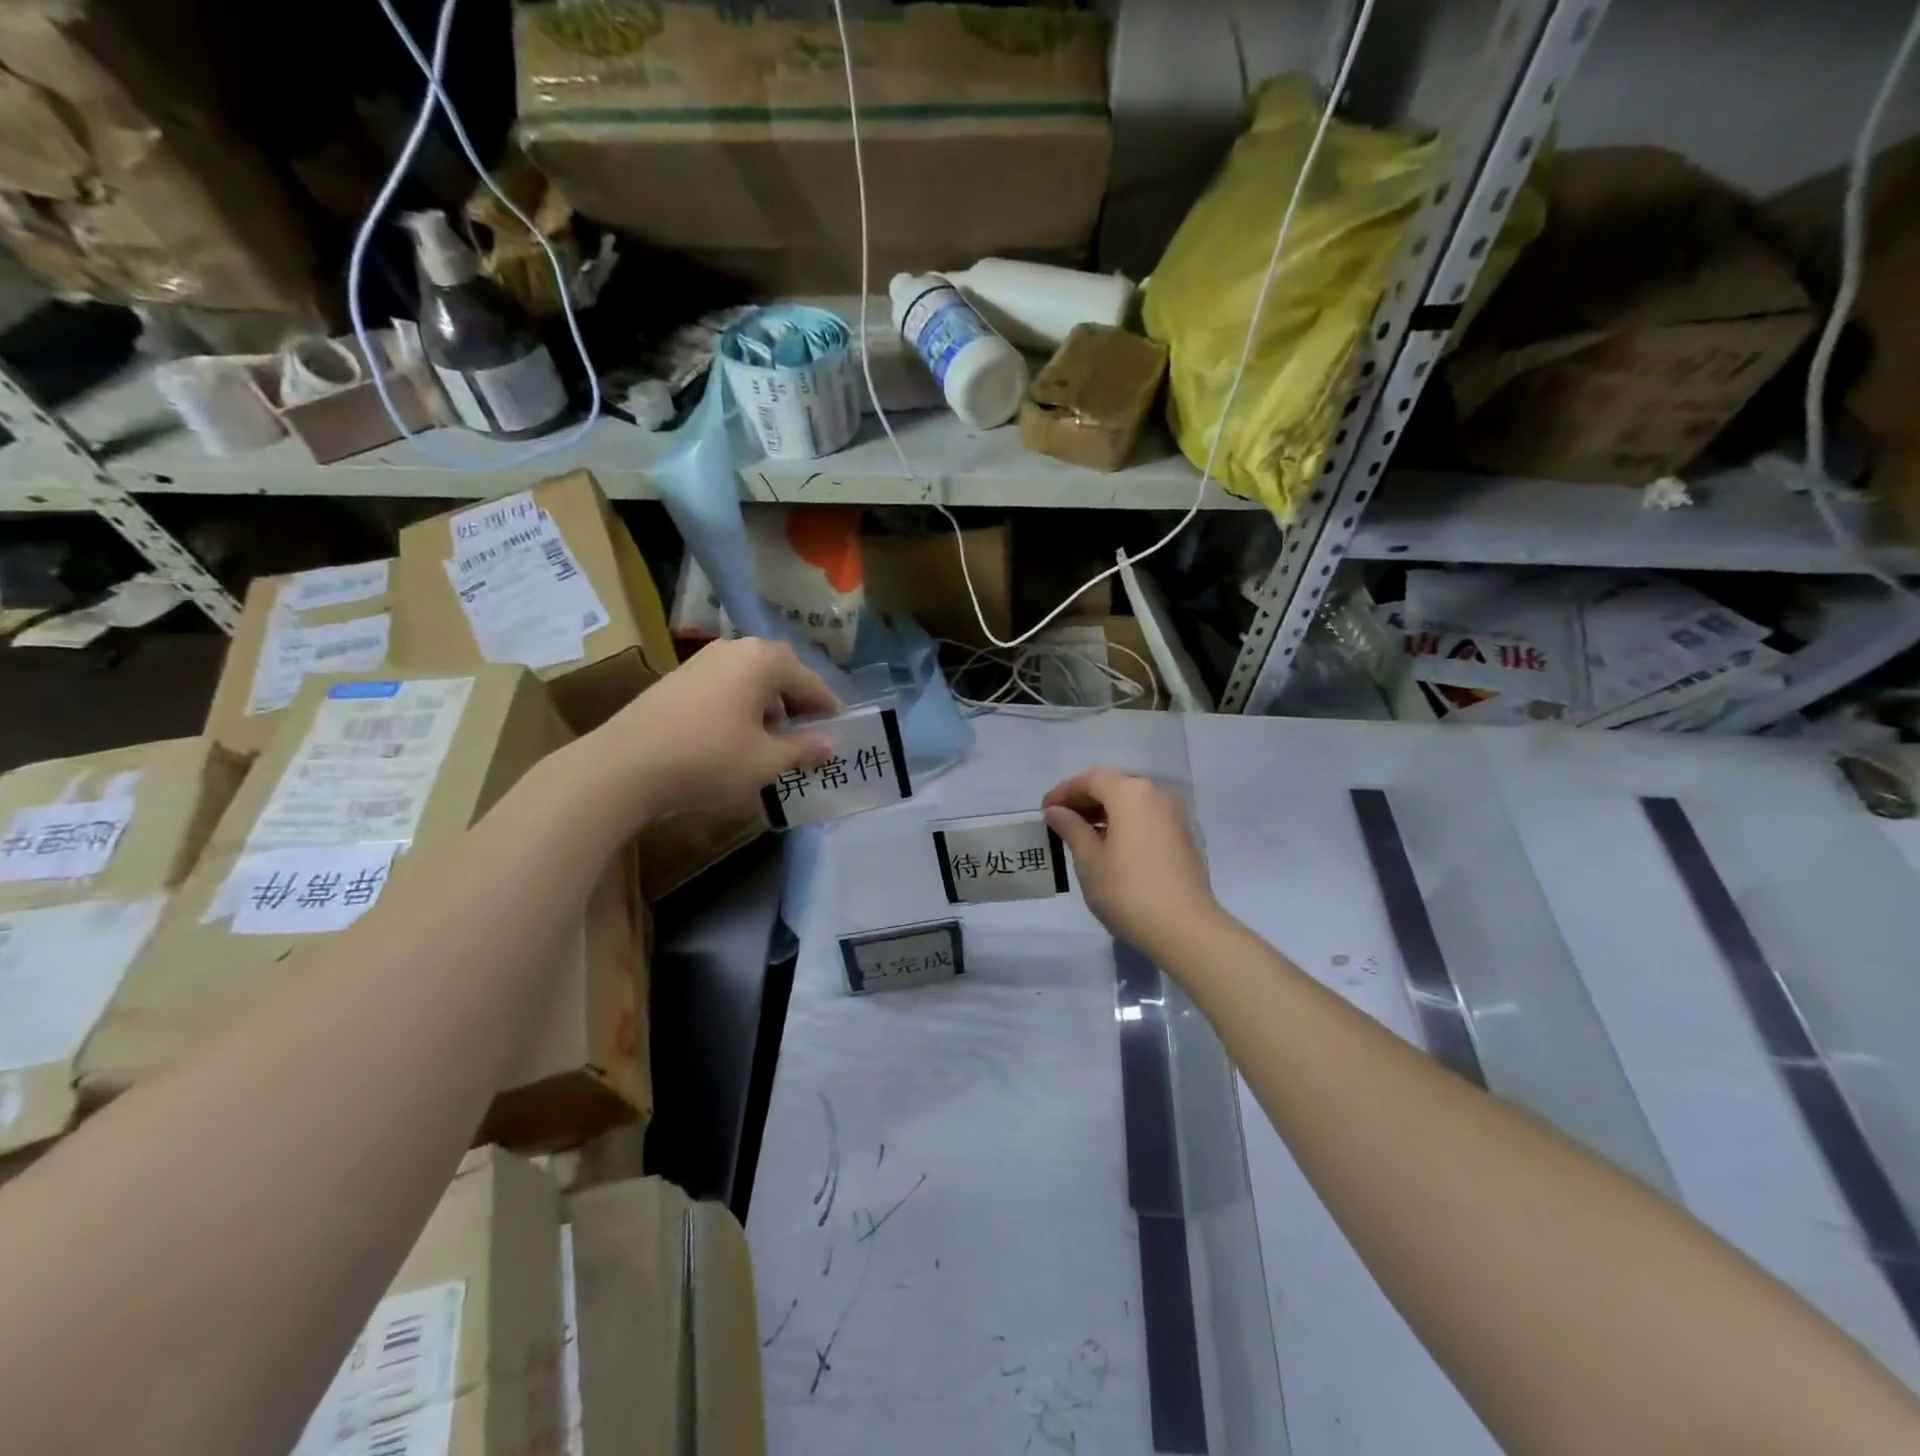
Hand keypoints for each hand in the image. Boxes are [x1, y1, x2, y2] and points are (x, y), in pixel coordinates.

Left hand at [589, 638, 839, 819]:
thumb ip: (804, 749)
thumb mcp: (766, 761)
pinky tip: (738, 736)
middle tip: (810, 734)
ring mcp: (703, 660)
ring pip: (752, 679)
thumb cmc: (709, 759)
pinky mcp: (680, 678)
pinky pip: (727, 686)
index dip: (829, 709)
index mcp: (763, 660)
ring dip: (770, 705)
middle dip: (799, 703)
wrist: (624, 766)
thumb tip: (830, 744)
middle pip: (781, 673)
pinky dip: (743, 706)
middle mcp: (736, 649)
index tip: (842, 731)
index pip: (811, 682)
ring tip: (775, 739)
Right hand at [1044, 767, 1220, 959]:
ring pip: (1131, 802)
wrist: (1184, 927)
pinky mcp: (1183, 835)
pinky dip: (1124, 823)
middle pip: (1113, 786)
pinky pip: (1146, 817)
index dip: (1063, 792)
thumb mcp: (1089, 859)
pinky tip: (1108, 846)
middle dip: (1084, 801)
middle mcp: (1156, 793)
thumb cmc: (1127, 890)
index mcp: (1131, 792)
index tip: (1044, 811)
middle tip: (1059, 821)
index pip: (1090, 779)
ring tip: (1080, 835)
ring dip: (1104, 813)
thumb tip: (1056, 811)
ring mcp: (1174, 814)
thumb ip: (1070, 828)